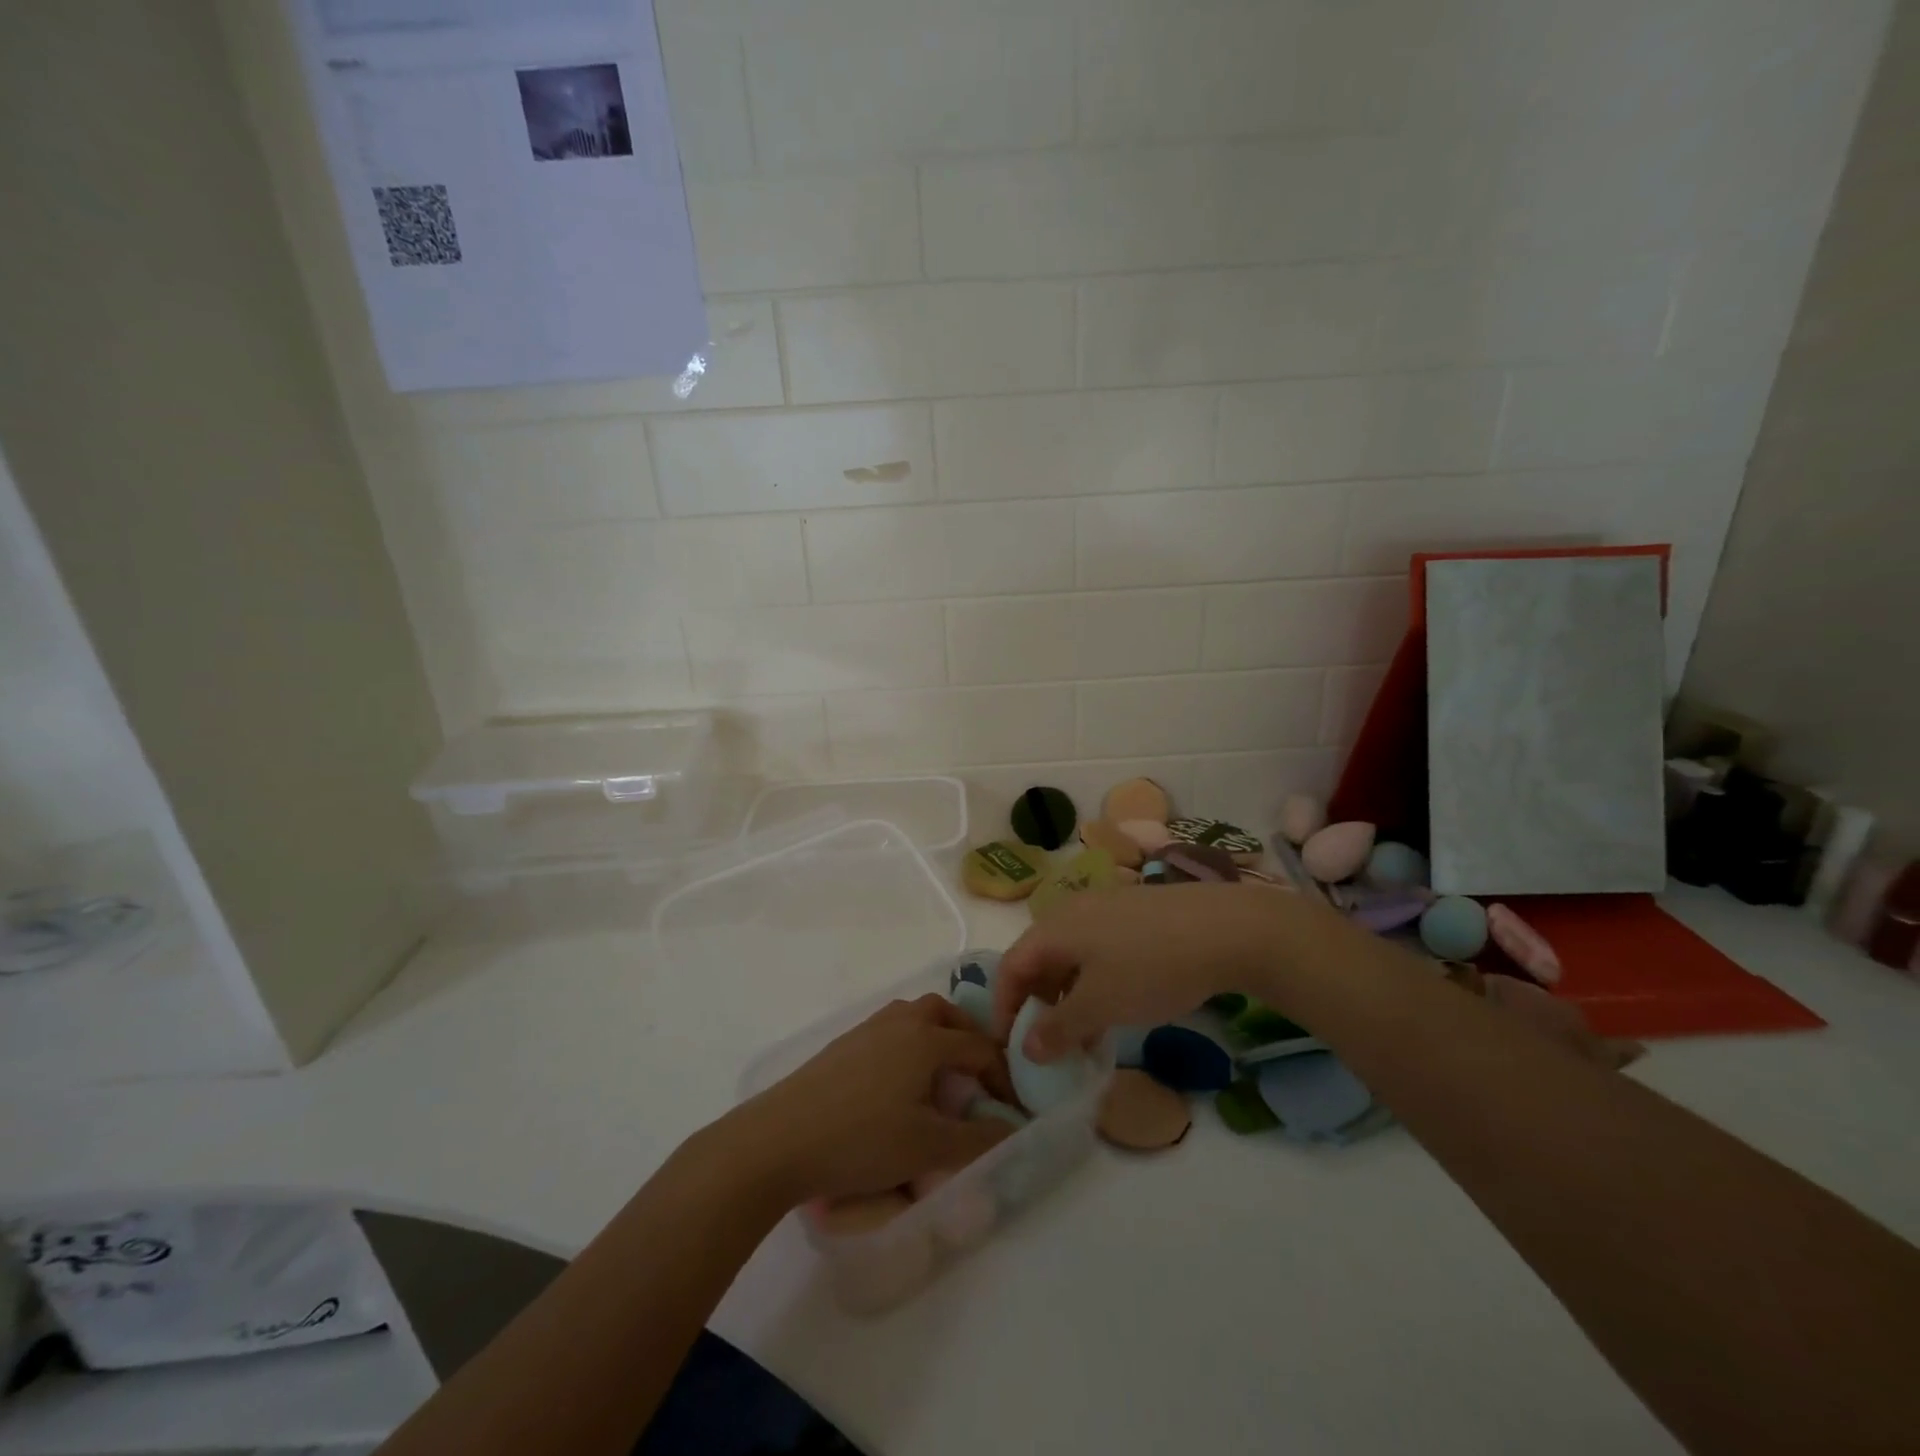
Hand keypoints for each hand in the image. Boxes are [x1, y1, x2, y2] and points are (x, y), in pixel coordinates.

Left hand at [723, 995, 1016, 1204]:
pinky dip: (908, 1045)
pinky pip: (889, 1030)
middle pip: (946, 1013)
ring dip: (936, 1037)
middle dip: (969, 1038)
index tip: (1010, 1109)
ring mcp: (867, 1028)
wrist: (780, 1139)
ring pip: (914, 1016)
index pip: (980, 1047)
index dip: (1002, 1077)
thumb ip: (978, 1140)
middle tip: (977, 1075)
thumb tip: (1014, 1131)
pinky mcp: (843, 1044)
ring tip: (940, 1077)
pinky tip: (898, 1084)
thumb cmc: (861, 1140)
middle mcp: (900, 1021)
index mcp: (927, 1039)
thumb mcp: (928, 1147)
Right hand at [994, 884, 1307, 1060]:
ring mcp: (1106, 908)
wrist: (1227, 928)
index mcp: (1054, 927)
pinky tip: (1118, 1006)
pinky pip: (1098, 950)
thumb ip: (1059, 1029)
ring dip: (1069, 997)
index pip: (1010, 967)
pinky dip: (1094, 982)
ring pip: (1071, 957)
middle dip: (1038, 1005)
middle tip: (1050, 1045)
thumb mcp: (1101, 1005)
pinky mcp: (1135, 914)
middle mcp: (1072, 911)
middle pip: (1039, 959)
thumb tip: (1027, 1049)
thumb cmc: (1151, 967)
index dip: (1004, 1008)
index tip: (1011, 1048)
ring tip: (1086, 1035)